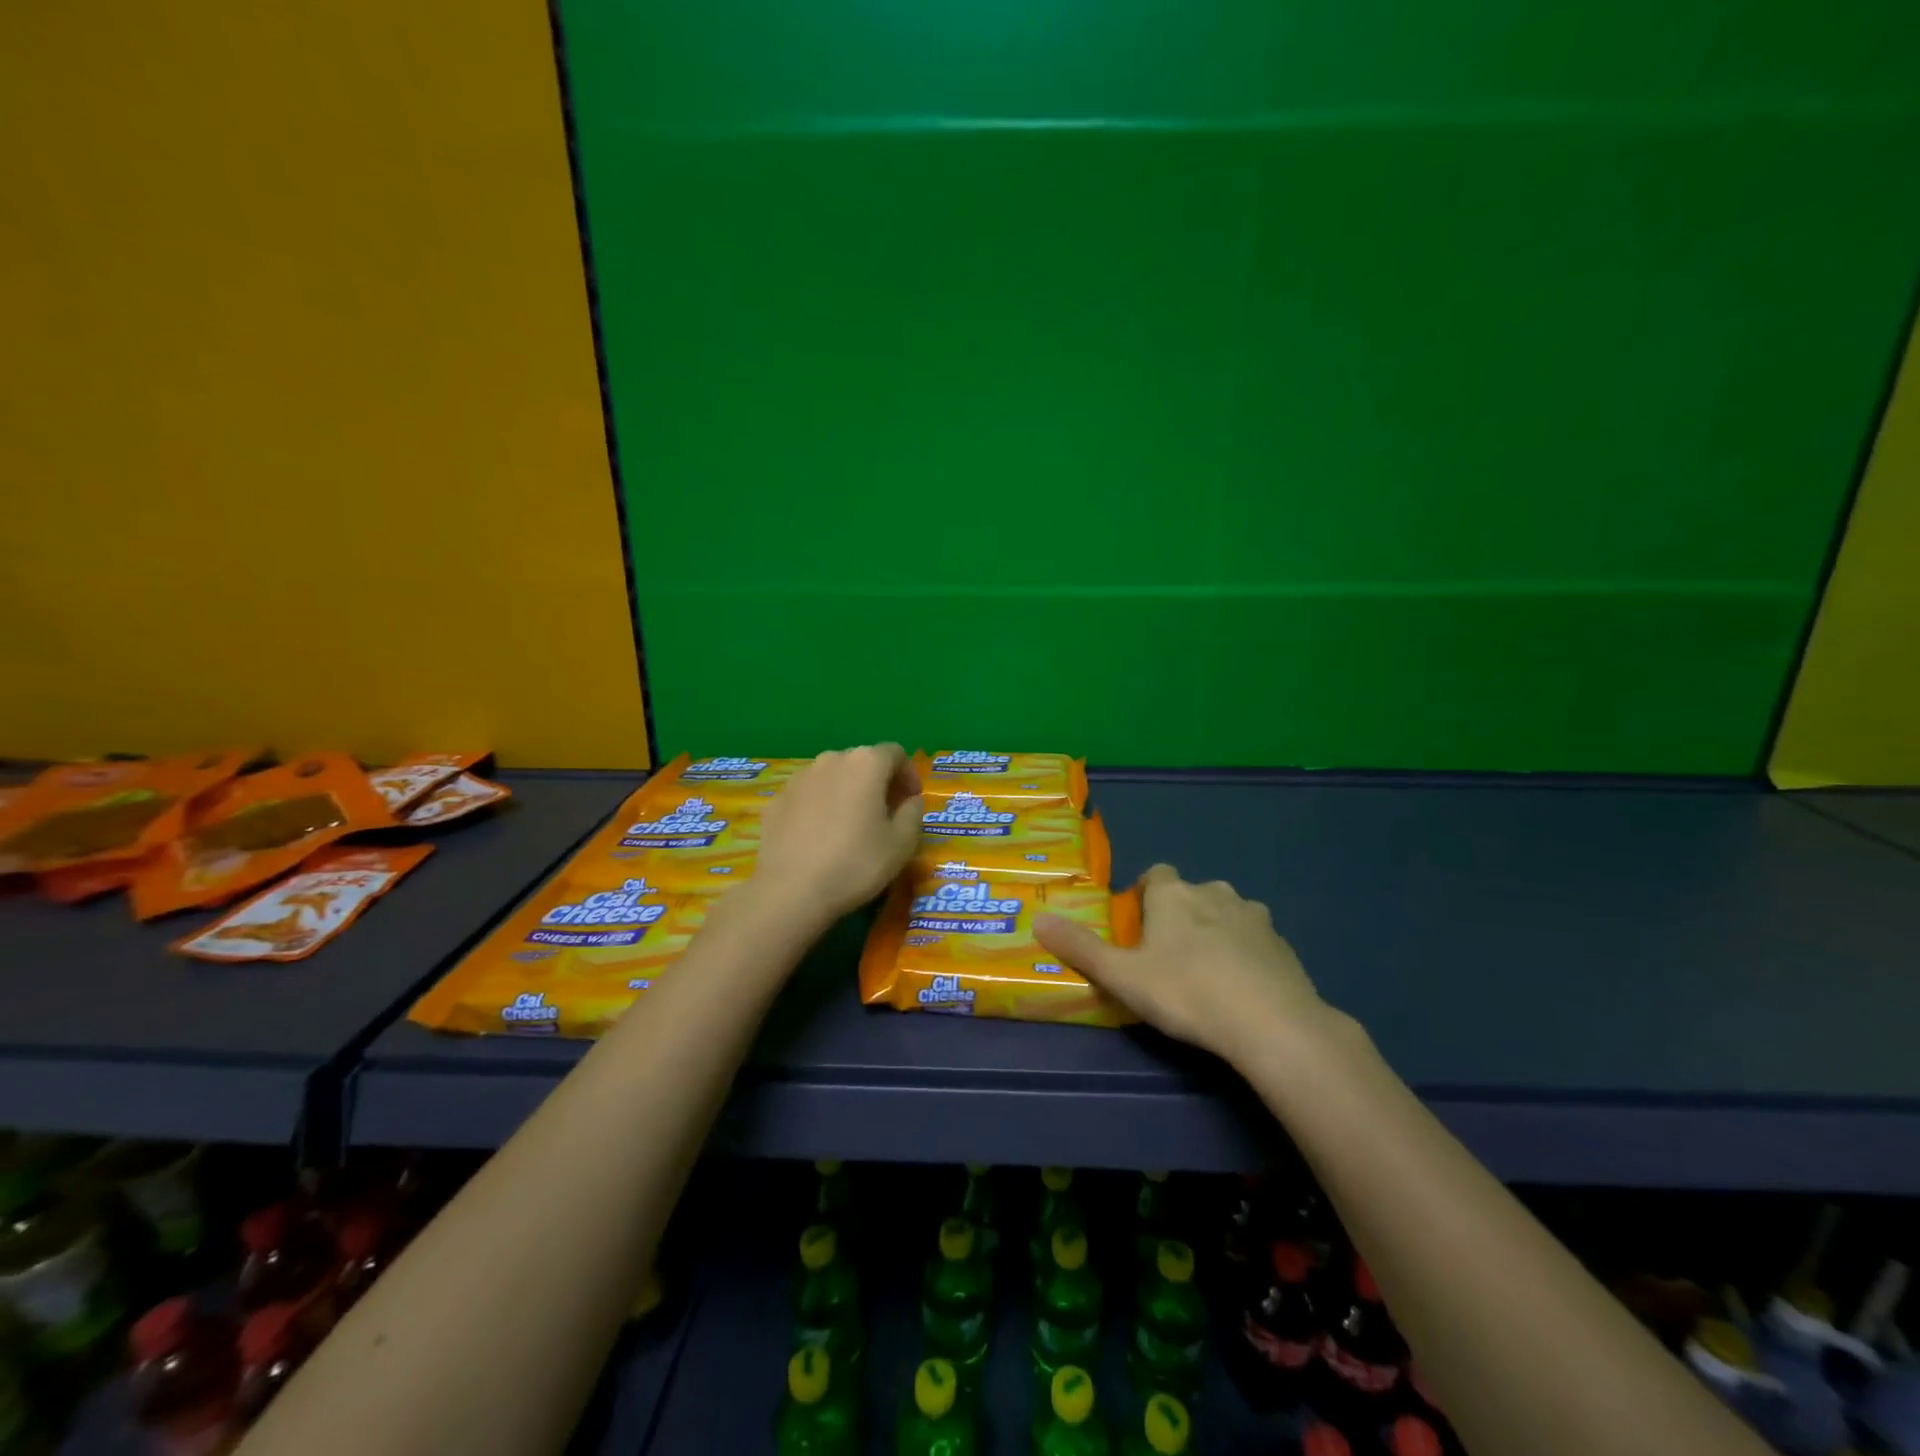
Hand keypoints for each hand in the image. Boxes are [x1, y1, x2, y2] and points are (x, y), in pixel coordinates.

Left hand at [751, 744, 922, 926]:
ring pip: (832, 776)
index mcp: (865, 764)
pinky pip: (808, 794)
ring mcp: (799, 778)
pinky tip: (820, 836)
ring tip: (851, 824)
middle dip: (878, 782)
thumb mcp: (901, 844)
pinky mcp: (776, 800)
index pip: (895, 753)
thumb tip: (910, 800)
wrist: (790, 891)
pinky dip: (820, 805)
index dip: (908, 774)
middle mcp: (830, 760)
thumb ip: (913, 813)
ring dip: (847, 792)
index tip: (911, 801)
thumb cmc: (855, 864)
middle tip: (886, 813)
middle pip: (862, 761)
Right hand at [1034, 864, 1338, 1067]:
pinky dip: (1245, 956)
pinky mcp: (1284, 945)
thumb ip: (1079, 948)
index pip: (1156, 875)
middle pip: (1190, 895)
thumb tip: (1037, 920)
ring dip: (1215, 933)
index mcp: (1174, 894)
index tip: (1139, 931)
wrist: (1272, 1024)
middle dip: (1179, 917)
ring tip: (1206, 976)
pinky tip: (1241, 991)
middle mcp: (1214, 892)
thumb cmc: (1186, 993)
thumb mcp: (1122, 976)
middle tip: (1167, 960)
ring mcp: (1255, 917)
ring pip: (1226, 915)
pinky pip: (1255, 941)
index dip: (1145, 898)